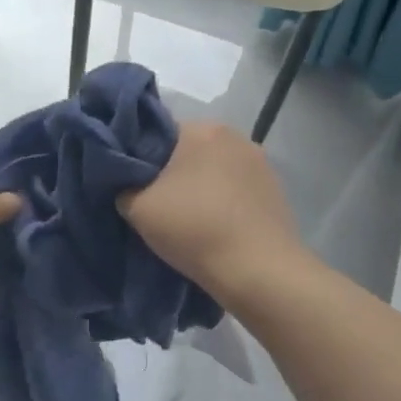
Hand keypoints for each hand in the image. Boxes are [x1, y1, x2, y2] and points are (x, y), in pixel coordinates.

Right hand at [117, 121, 307, 304]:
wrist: (258, 271)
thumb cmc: (194, 229)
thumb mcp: (138, 209)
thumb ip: (124, 187)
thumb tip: (130, 186)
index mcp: (202, 129)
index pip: (159, 133)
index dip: (142, 158)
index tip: (134, 184)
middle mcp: (236, 136)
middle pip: (190, 151)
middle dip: (173, 172)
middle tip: (156, 204)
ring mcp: (262, 163)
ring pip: (215, 170)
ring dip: (201, 188)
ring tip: (188, 220)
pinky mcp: (276, 191)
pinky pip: (237, 190)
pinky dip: (223, 203)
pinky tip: (216, 228)